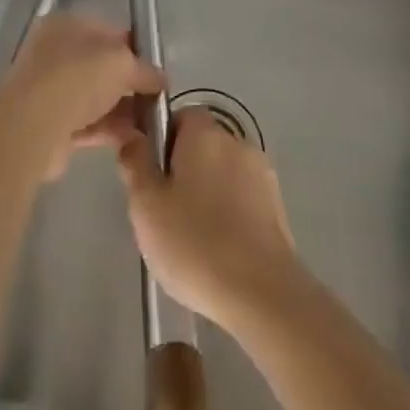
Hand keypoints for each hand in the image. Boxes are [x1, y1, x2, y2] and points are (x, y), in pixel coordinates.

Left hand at [0, 13, 164, 179]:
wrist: (33, 126)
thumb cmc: (77, 78)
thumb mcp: (122, 63)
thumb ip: (145, 69)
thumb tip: (160, 80)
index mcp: (66, 24)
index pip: (108, 31)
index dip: (135, 49)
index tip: (156, 71)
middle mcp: (53, 52)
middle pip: (101, 67)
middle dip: (130, 85)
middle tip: (156, 101)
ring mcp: (48, 88)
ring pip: (94, 97)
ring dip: (122, 111)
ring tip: (150, 125)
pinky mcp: (48, 123)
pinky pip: (86, 123)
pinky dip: (108, 130)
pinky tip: (133, 140)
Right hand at [114, 108, 304, 332]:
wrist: (262, 294)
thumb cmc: (194, 242)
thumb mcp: (146, 204)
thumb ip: (135, 162)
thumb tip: (132, 136)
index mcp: (205, 133)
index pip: (180, 115)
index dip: (161, 141)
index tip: (150, 177)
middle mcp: (238, 143)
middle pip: (202, 145)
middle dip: (183, 170)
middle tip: (163, 211)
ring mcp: (263, 175)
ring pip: (223, 174)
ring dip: (207, 193)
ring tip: (191, 237)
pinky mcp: (278, 208)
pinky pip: (242, 199)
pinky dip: (228, 214)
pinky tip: (218, 250)